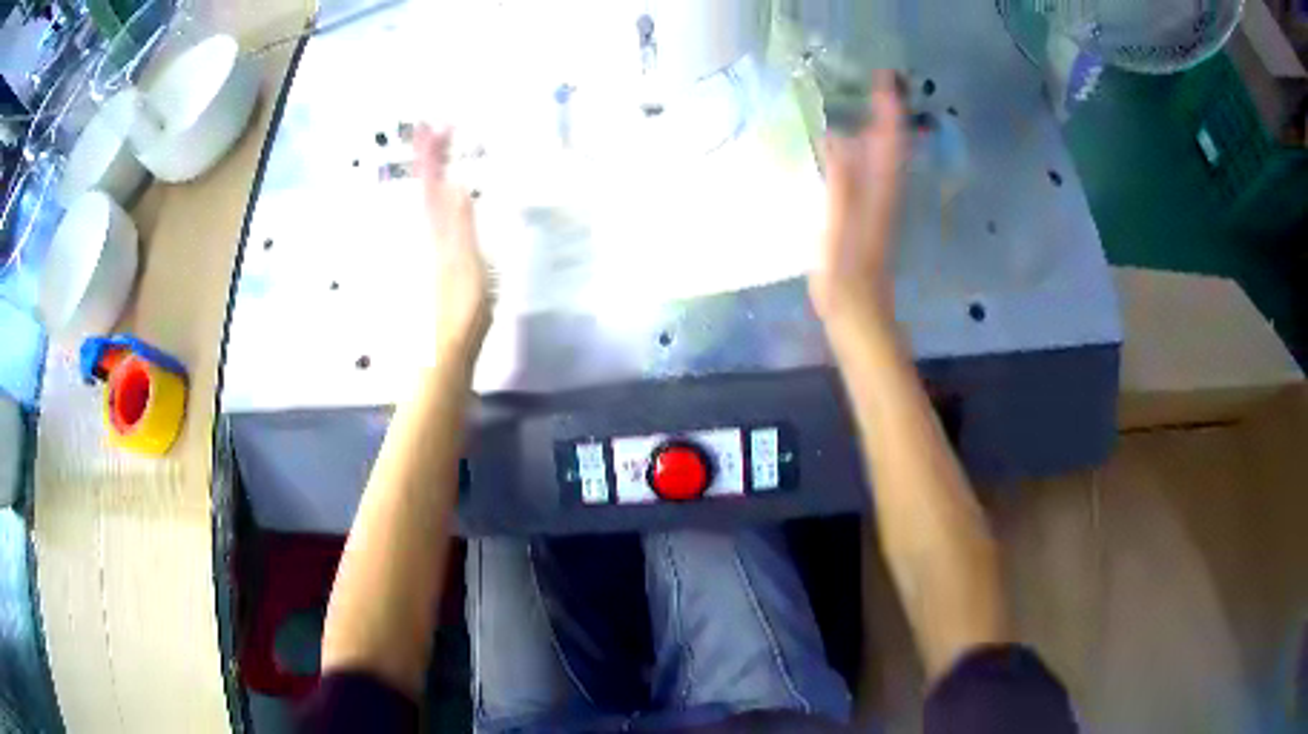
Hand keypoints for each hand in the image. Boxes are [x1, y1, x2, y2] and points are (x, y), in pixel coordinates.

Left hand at [415, 123, 491, 358]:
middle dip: (428, 155)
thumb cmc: (460, 310)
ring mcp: (429, 248)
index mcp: (435, 230)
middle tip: (430, 126)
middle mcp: (426, 233)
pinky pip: (434, 218)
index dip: (433, 152)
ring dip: (430, 173)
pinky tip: (442, 198)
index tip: (436, 123)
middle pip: (424, 186)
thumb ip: (460, 225)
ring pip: (426, 201)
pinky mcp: (436, 261)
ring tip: (433, 151)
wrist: (443, 351)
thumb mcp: (466, 265)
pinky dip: (436, 198)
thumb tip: (455, 183)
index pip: (431, 181)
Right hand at [810, 71, 905, 329]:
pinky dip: (868, 152)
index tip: (884, 77)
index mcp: (880, 189)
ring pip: (885, 157)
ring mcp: (879, 204)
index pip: (889, 139)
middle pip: (892, 144)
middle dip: (889, 112)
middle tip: (879, 82)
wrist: (859, 312)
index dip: (889, 108)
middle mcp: (886, 191)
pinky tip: (852, 148)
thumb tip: (837, 136)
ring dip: (881, 128)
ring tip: (870, 104)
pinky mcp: (869, 215)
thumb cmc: (846, 273)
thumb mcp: (839, 225)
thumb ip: (840, 181)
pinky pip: (873, 172)